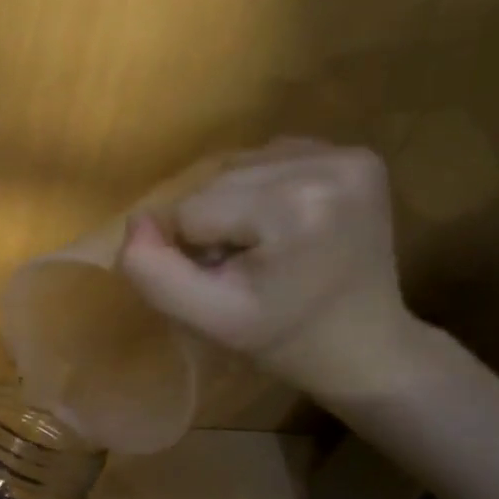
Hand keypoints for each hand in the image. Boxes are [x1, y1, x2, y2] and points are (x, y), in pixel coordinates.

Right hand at [119, 139, 432, 400]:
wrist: (363, 345)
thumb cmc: (283, 340)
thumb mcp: (208, 320)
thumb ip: (155, 273)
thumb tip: (135, 222)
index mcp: (295, 208)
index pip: (191, 210)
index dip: (192, 250)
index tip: (229, 282)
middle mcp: (328, 165)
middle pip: (215, 182)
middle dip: (212, 224)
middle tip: (244, 269)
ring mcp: (348, 154)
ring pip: (237, 166)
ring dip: (232, 205)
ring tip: (263, 247)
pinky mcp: (355, 153)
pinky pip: (269, 158)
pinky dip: (260, 190)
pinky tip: (282, 224)